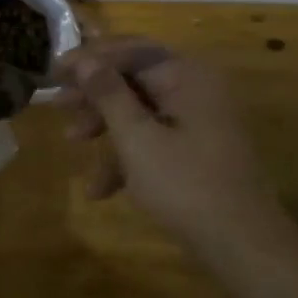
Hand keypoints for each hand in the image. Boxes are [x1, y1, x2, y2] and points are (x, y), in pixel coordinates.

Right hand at [56, 37, 275, 245]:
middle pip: (134, 78)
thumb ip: (108, 94)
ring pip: (141, 110)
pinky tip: (101, 189)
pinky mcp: (198, 150)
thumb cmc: (186, 184)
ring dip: (106, 125)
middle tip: (59, 105)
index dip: (89, 58)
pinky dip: (128, 156)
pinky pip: (155, 138)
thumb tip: (85, 59)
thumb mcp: (137, 138)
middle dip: (95, 94)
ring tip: (71, 142)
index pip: (130, 51)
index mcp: (186, 75)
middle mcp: (195, 88)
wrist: (244, 246)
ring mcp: (199, 120)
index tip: (54, 72)